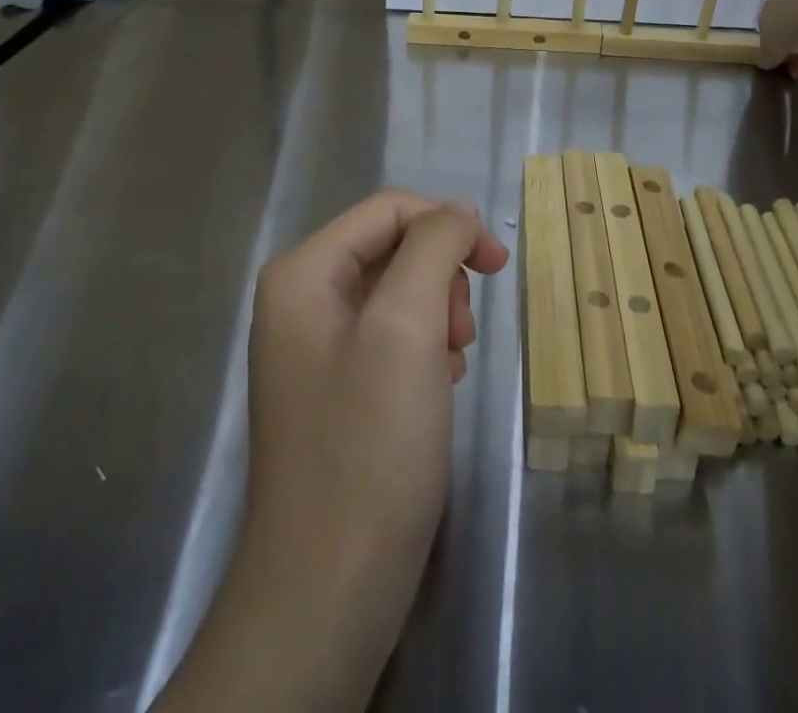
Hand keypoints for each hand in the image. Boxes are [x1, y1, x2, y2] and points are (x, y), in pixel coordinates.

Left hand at [246, 191, 508, 574]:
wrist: (330, 587)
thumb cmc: (369, 444)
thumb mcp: (407, 325)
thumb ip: (433, 247)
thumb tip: (457, 210)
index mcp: (302, 273)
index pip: (389, 209)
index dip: (447, 225)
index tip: (497, 267)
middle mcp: (301, 299)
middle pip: (393, 249)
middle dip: (440, 280)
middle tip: (459, 334)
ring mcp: (316, 347)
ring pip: (400, 293)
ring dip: (438, 317)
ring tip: (450, 366)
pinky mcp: (337, 387)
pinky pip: (392, 337)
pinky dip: (424, 351)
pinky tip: (438, 389)